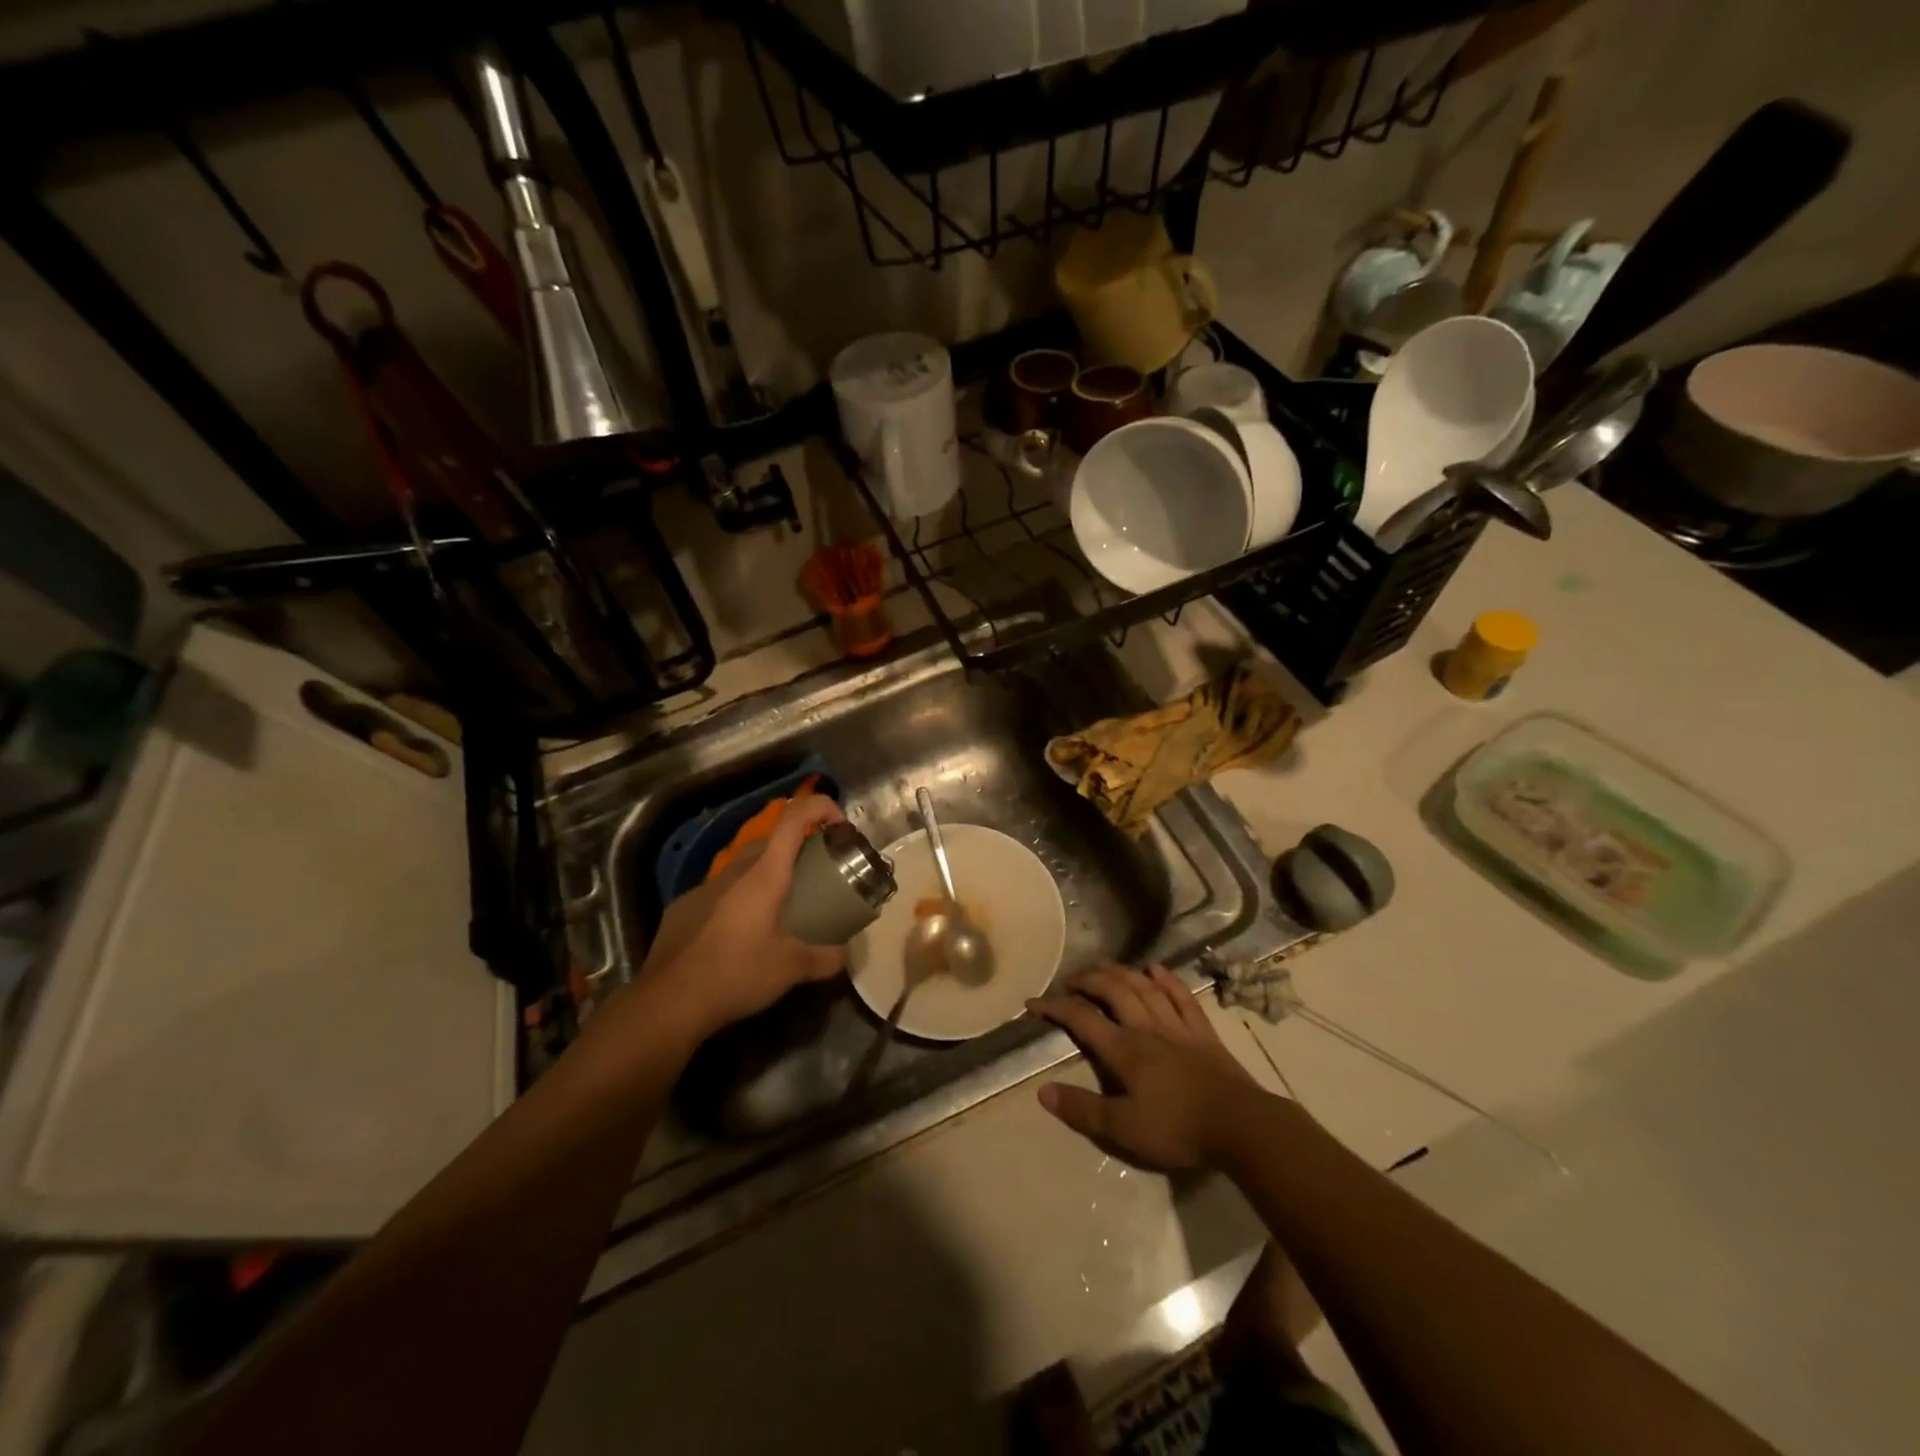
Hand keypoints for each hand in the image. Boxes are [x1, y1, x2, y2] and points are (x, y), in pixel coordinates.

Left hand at [635, 795, 849, 1040]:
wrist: (667, 1002)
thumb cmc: (736, 973)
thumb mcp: (792, 969)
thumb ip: (826, 958)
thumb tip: (844, 954)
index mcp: (763, 874)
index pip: (794, 818)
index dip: (820, 807)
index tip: (839, 824)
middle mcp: (733, 871)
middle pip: (770, 840)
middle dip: (797, 847)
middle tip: (817, 873)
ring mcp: (703, 888)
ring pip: (743, 866)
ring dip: (766, 875)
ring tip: (781, 906)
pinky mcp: (683, 908)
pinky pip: (720, 891)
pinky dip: (739, 899)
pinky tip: (740, 933)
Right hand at [1029, 964, 1265, 1172]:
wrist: (1241, 1126)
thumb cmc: (1178, 1129)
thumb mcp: (1123, 1129)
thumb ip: (1083, 1109)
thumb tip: (1043, 1091)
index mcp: (1124, 1049)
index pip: (1082, 1019)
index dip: (1055, 1007)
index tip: (1033, 1003)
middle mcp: (1146, 1027)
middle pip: (1113, 990)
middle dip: (1088, 979)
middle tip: (1071, 979)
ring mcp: (1177, 1026)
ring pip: (1144, 987)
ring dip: (1121, 972)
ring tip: (1104, 966)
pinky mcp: (1203, 1032)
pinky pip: (1182, 997)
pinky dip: (1167, 980)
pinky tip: (1156, 970)